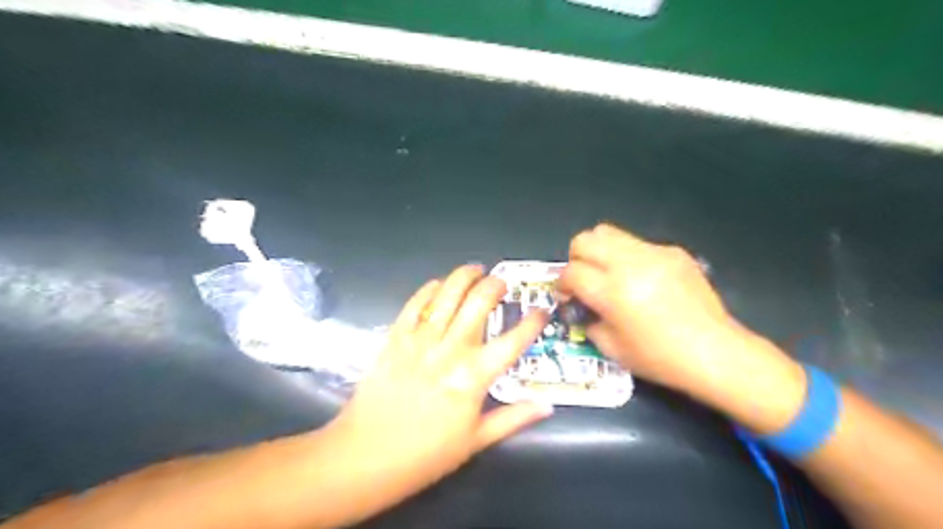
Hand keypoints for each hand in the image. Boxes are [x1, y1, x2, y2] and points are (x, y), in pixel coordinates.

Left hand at [328, 267, 553, 505]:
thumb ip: (514, 419)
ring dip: (465, 276)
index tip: (542, 310)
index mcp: (474, 377)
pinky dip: (430, 289)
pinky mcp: (395, 337)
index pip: (513, 342)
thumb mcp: (475, 442)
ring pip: (448, 295)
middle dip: (495, 285)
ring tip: (476, 270)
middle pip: (479, 303)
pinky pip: (415, 304)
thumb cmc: (425, 455)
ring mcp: (420, 340)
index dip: (533, 322)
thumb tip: (547, 406)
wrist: (364, 456)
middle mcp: (451, 350)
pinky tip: (439, 284)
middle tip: (502, 283)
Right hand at [559, 224, 802, 408]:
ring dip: (599, 251)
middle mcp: (630, 265)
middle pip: (585, 240)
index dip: (561, 283)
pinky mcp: (673, 251)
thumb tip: (579, 305)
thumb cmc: (660, 358)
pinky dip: (628, 257)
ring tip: (608, 274)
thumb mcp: (612, 348)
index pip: (571, 272)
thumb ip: (587, 321)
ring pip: (608, 232)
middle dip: (576, 259)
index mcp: (613, 292)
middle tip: (584, 279)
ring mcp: (654, 253)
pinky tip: (642, 280)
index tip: (566, 295)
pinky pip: (637, 244)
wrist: (715, 352)